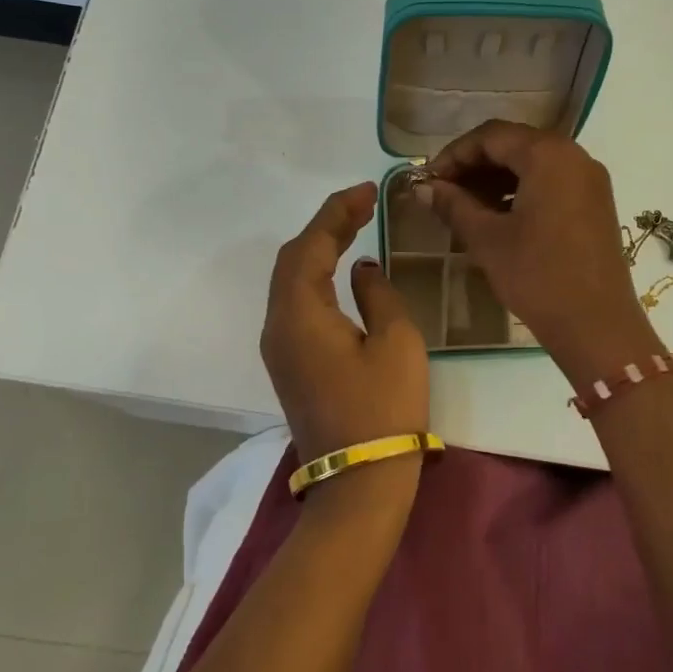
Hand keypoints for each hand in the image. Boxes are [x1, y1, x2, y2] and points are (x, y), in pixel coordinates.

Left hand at [260, 182, 430, 472]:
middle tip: (363, 206)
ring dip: (319, 251)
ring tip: (356, 228)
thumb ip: (377, 293)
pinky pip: (296, 305)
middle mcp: (277, 325)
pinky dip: (316, 278)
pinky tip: (341, 272)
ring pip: (291, 282)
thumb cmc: (383, 407)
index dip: (337, 212)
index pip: (310, 245)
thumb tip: (360, 270)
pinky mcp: (289, 364)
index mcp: (299, 313)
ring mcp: (279, 347)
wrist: (359, 480)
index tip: (367, 191)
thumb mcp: (395, 341)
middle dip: (326, 227)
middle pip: (293, 259)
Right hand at [420, 121, 659, 382]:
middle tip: (443, 192)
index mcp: (548, 155)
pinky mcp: (596, 203)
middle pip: (515, 144)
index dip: (454, 154)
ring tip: (465, 206)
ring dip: (496, 178)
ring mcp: (590, 180)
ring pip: (534, 163)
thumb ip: (453, 205)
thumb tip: (422, 188)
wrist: (597, 325)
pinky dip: (521, 190)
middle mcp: (574, 156)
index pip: (491, 135)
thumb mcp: (487, 239)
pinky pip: (552, 182)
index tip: (428, 179)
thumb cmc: (537, 276)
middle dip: (475, 165)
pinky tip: (498, 217)